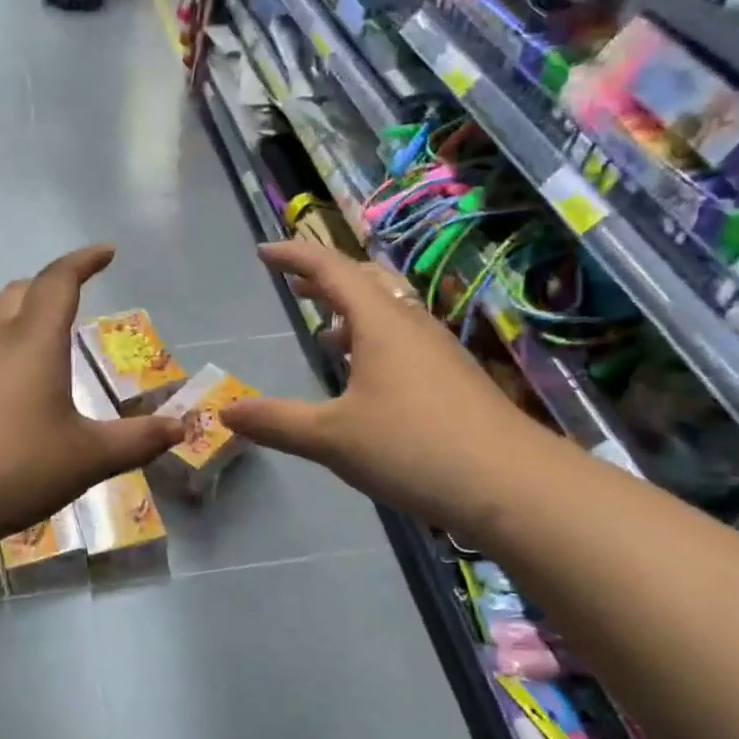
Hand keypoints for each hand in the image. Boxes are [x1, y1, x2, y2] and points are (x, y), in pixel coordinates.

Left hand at [0, 245, 185, 555]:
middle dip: (48, 286)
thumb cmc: (14, 466)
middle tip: (73, 295)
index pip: (59, 282)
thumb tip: (181, 427)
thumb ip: (137, 441)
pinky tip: (13, 399)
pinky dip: (4, 359)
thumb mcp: (88, 457)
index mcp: (33, 342)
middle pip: (18, 293)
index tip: (106, 252)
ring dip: (23, 323)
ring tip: (49, 351)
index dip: (84, 261)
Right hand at [220, 239, 555, 534]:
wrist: (512, 485)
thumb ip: (277, 422)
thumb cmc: (413, 448)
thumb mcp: (331, 437)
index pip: (330, 270)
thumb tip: (226, 412)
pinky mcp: (454, 379)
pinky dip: (375, 339)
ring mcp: (438, 351)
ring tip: (326, 329)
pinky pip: (406, 339)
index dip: (295, 257)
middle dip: (327, 278)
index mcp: (380, 323)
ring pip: (390, 311)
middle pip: (366, 281)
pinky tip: (367, 376)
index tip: (264, 252)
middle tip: (297, 285)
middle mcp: (411, 325)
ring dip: (353, 310)